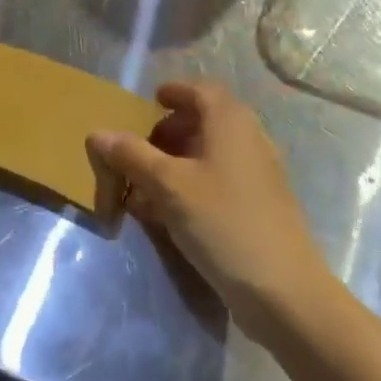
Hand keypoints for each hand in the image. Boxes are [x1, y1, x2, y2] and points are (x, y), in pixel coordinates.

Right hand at [87, 82, 327, 339]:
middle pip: (206, 120)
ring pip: (211, 153)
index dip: (175, 92)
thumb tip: (97, 133)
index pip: (201, 90)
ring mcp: (258, 174)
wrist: (283, 291)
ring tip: (147, 183)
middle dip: (172, 129)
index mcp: (230, 121)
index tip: (151, 102)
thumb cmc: (223, 222)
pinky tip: (169, 213)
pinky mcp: (259, 206)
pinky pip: (220, 180)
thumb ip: (132, 156)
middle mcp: (248, 138)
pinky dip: (193, 184)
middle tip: (143, 146)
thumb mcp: (169, 186)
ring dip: (179, 160)